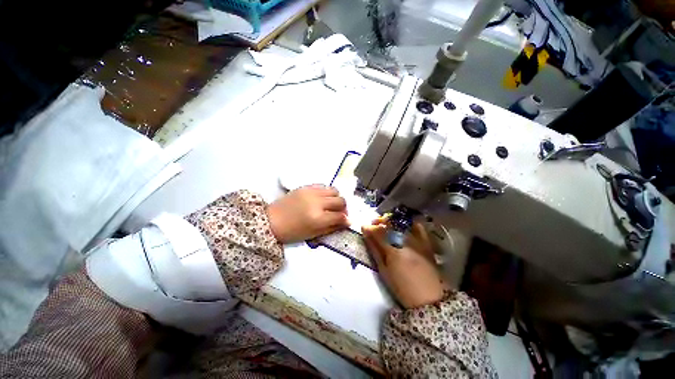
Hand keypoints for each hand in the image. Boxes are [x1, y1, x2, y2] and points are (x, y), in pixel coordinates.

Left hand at [267, 185, 349, 243]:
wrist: (271, 221)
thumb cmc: (292, 232)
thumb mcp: (313, 234)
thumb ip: (332, 227)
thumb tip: (346, 222)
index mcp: (318, 218)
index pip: (340, 216)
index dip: (346, 220)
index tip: (347, 221)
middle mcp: (317, 203)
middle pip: (340, 201)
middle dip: (344, 208)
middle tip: (339, 213)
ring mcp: (311, 192)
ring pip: (334, 190)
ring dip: (336, 198)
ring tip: (331, 204)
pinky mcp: (306, 187)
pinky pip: (323, 186)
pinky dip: (327, 192)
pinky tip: (322, 198)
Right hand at [362, 219, 444, 308]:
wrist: (429, 298)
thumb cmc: (402, 288)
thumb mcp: (384, 271)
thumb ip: (375, 250)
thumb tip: (366, 235)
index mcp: (393, 251)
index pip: (378, 232)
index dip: (369, 227)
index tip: (364, 227)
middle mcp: (406, 242)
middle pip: (390, 224)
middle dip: (380, 221)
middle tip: (374, 224)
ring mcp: (418, 241)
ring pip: (402, 223)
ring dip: (392, 221)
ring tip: (387, 225)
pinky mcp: (426, 243)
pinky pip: (418, 227)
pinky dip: (409, 224)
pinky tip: (403, 226)